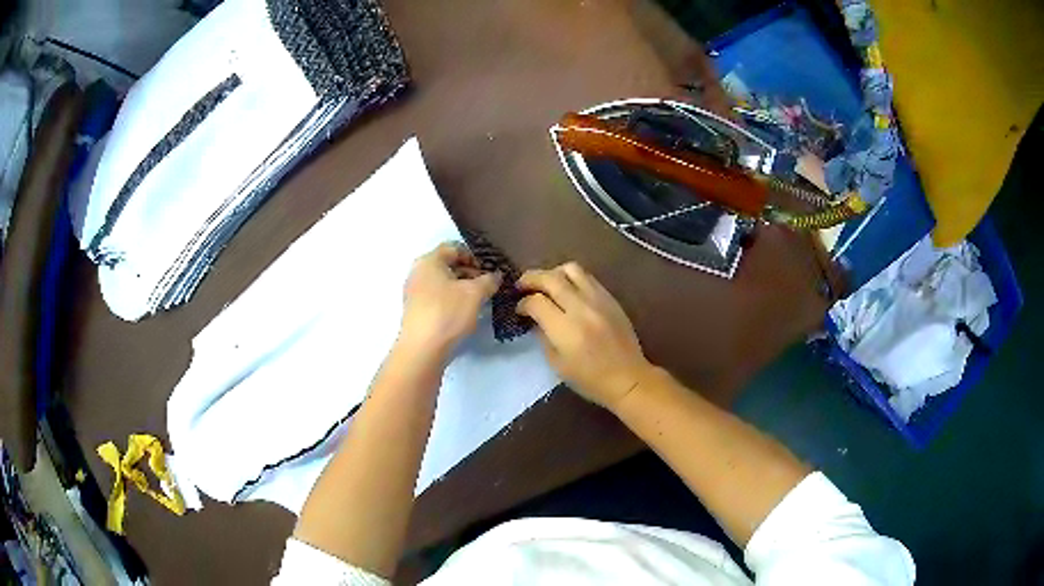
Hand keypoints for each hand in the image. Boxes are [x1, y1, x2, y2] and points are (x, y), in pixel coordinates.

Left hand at [399, 242, 500, 359]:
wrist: (422, 350)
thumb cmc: (447, 313)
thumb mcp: (475, 294)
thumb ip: (488, 280)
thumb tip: (495, 275)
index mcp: (429, 261)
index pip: (453, 247)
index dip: (474, 256)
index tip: (488, 271)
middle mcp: (418, 272)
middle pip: (447, 265)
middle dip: (469, 273)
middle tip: (487, 287)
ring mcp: (414, 292)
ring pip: (442, 283)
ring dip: (462, 288)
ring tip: (478, 302)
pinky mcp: (415, 311)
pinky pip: (437, 298)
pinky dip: (451, 301)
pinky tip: (463, 315)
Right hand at [517, 263, 652, 410]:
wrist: (628, 378)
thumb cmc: (590, 379)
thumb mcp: (557, 364)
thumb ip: (543, 337)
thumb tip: (534, 318)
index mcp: (566, 329)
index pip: (536, 302)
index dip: (522, 303)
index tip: (519, 309)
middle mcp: (581, 308)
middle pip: (550, 278)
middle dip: (531, 278)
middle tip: (521, 285)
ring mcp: (598, 299)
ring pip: (571, 269)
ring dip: (553, 273)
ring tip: (546, 284)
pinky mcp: (610, 298)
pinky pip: (588, 277)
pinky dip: (572, 278)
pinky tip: (568, 290)